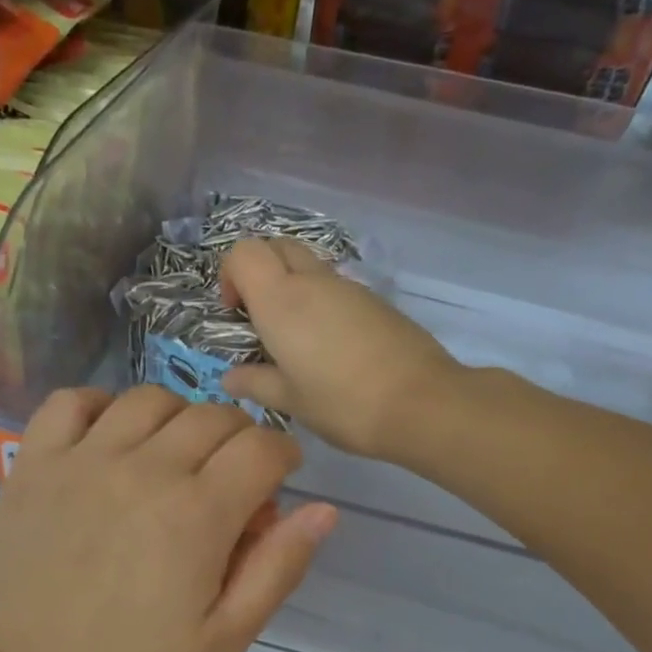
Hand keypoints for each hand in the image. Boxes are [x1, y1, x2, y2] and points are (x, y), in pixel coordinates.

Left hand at [0, 386, 337, 651]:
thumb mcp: (223, 640)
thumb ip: (278, 568)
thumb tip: (323, 508)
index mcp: (197, 515)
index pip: (262, 447)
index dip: (283, 455)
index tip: (278, 479)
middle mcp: (144, 470)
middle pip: (213, 416)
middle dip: (239, 439)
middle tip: (230, 480)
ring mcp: (83, 459)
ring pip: (151, 399)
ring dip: (179, 418)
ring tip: (174, 457)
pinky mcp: (35, 463)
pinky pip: (73, 401)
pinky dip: (102, 406)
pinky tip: (111, 438)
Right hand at [220, 237, 462, 459]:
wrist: (421, 404)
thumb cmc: (342, 404)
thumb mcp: (290, 400)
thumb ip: (255, 382)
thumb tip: (230, 377)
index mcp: (282, 301)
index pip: (244, 252)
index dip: (231, 274)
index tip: (236, 313)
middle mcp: (313, 282)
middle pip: (277, 246)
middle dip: (260, 271)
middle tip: (260, 318)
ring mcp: (349, 288)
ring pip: (309, 267)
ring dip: (293, 289)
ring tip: (296, 342)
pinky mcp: (376, 302)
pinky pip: (336, 289)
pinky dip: (321, 304)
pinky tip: (330, 350)